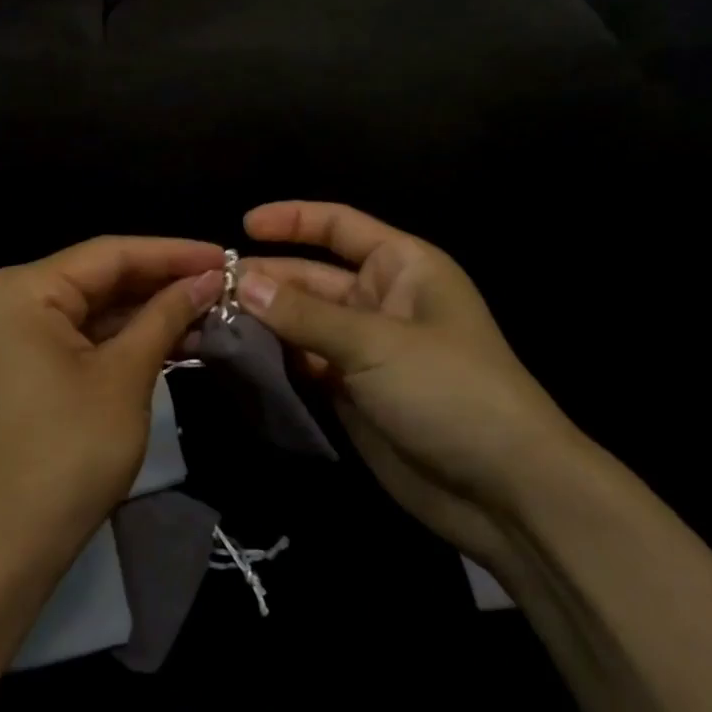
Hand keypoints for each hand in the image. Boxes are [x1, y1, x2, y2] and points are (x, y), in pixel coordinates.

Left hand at [0, 236, 223, 575]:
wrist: (5, 546)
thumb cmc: (68, 452)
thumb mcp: (125, 377)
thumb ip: (165, 316)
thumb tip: (206, 279)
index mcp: (22, 288)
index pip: (109, 253)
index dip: (171, 253)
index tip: (224, 255)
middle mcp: (8, 298)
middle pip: (99, 277)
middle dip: (161, 282)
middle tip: (222, 284)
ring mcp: (11, 333)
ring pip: (93, 307)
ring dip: (147, 312)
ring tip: (208, 310)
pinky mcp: (22, 364)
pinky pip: (79, 336)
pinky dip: (123, 338)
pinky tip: (173, 338)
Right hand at [239, 201, 587, 557]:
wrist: (504, 491)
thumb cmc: (450, 391)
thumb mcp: (375, 343)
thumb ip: (304, 314)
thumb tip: (241, 281)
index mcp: (402, 267)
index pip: (340, 226)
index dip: (292, 220)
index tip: (242, 226)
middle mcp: (381, 300)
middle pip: (311, 276)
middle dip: (266, 278)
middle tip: (207, 288)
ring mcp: (365, 349)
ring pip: (302, 322)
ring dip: (263, 320)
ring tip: (209, 320)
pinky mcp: (352, 392)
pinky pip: (304, 362)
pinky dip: (274, 358)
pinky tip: (235, 356)